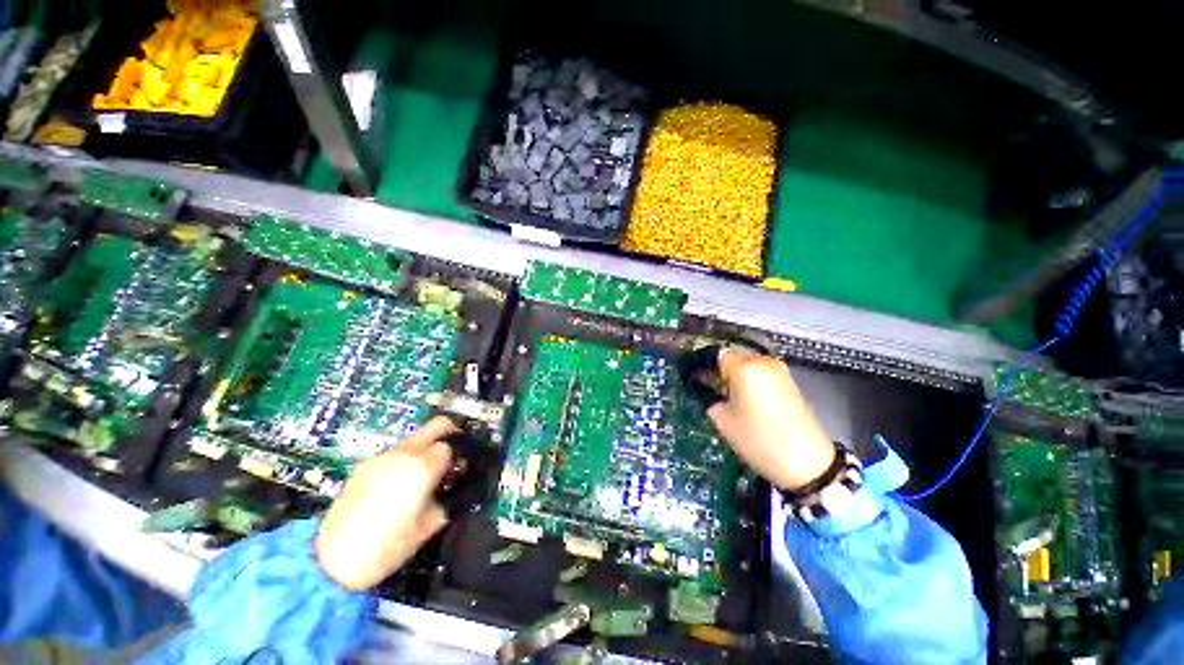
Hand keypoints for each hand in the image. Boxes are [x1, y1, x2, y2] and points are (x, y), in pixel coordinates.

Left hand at [315, 416, 458, 590]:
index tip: (456, 471)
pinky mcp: (363, 466)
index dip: (456, 458)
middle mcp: (404, 453)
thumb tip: (447, 488)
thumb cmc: (387, 547)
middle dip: (450, 432)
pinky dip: (402, 461)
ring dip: (424, 448)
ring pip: (413, 438)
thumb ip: (444, 498)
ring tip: (420, 474)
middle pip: (436, 424)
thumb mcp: (429, 525)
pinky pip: (392, 454)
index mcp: (423, 467)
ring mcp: (381, 457)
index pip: (450, 446)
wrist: (332, 561)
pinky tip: (395, 485)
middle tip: (452, 452)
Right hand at [707, 349, 835, 490]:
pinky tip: (743, 399)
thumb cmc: (758, 440)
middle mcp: (763, 361)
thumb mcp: (722, 419)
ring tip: (725, 396)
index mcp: (745, 367)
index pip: (714, 354)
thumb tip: (700, 383)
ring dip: (731, 375)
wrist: (807, 463)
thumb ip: (707, 394)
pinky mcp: (787, 380)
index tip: (691, 377)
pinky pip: (758, 372)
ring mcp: (778, 370)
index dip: (700, 364)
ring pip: (745, 363)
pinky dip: (746, 379)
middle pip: (730, 356)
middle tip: (706, 389)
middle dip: (716, 370)